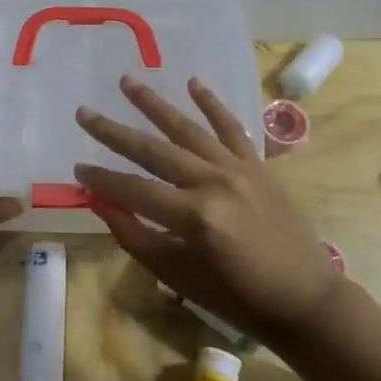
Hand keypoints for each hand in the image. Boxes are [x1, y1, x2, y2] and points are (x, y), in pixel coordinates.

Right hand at [74, 75, 341, 343]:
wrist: (304, 298)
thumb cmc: (237, 297)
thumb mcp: (178, 276)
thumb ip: (135, 236)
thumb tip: (100, 202)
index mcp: (193, 216)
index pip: (133, 190)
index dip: (102, 179)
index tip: (77, 167)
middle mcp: (213, 182)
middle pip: (153, 151)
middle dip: (114, 132)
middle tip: (84, 112)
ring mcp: (238, 168)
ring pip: (187, 129)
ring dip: (154, 104)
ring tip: (127, 81)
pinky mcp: (257, 165)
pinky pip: (232, 127)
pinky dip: (212, 104)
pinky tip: (193, 82)